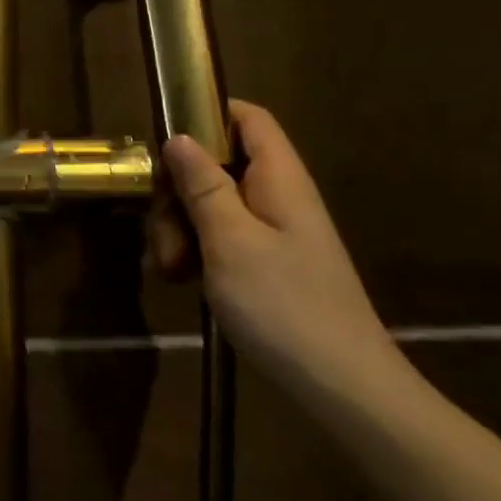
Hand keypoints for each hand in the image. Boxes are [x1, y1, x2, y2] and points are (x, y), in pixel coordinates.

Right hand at [159, 100, 406, 396]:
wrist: (341, 386)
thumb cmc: (283, 304)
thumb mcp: (230, 240)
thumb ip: (203, 185)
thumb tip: (180, 137)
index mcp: (279, 179)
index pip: (248, 118)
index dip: (207, 115)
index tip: (163, 141)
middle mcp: (277, 197)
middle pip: (217, 165)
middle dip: (177, 191)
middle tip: (160, 229)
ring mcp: (272, 233)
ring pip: (211, 205)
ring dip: (179, 228)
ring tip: (168, 269)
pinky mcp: (264, 265)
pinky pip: (220, 239)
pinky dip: (194, 252)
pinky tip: (179, 280)